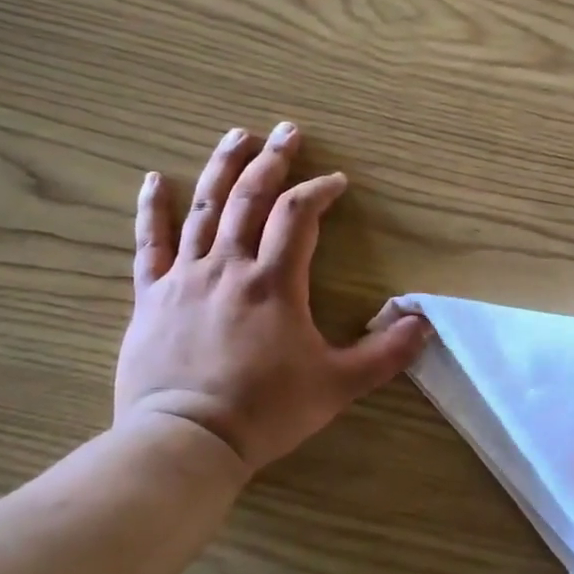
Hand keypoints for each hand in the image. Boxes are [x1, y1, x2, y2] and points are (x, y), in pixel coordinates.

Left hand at [116, 122, 429, 471]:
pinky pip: (150, 244)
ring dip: (222, 168)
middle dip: (273, 161)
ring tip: (236, 135)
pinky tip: (154, 180)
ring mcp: (185, 278)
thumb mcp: (338, 386)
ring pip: (204, 208)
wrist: (186, 441)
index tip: (336, 183)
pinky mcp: (151, 297)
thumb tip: (423, 323)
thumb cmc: (266, 411)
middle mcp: (228, 266)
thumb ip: (384, 354)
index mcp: (273, 282)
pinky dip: (152, 210)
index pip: (298, 216)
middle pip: (251, 197)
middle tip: (287, 131)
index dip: (319, 191)